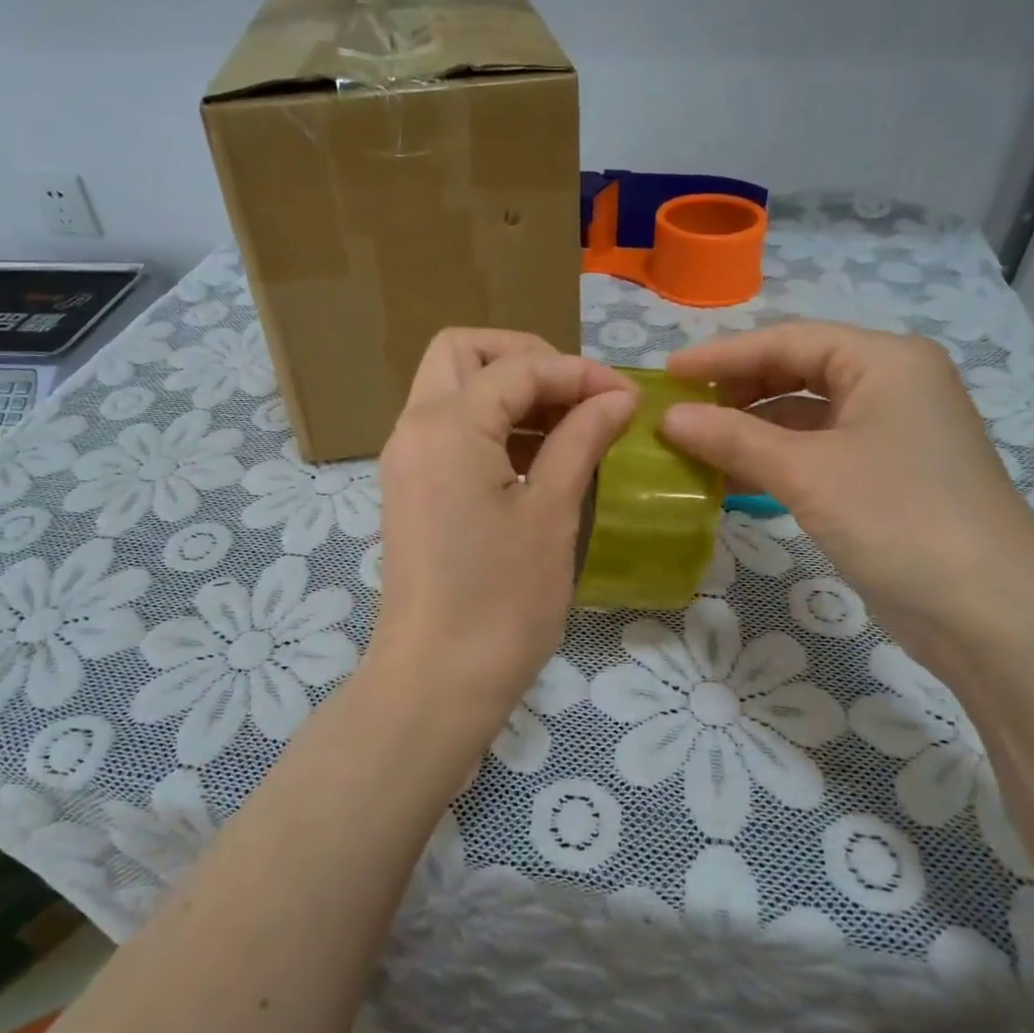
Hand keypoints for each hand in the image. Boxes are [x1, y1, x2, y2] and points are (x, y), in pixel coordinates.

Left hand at [368, 329, 635, 735]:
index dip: (578, 373)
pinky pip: (449, 430)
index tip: (627, 399)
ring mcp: (406, 459)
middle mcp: (414, 428)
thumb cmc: (502, 599)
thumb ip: (581, 439)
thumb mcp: (552, 512)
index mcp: (445, 425)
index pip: (518, 368)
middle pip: (463, 353)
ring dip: (509, 393)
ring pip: (452, 389)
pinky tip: (539, 459)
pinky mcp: (411, 490)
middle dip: (525, 360)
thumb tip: (616, 397)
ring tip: (569, 428)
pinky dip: (491, 426)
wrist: (437, 680)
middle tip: (576, 396)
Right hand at [661, 322, 1033, 658]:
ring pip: (806, 417)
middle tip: (681, 411)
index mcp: (886, 362)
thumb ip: (733, 439)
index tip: (667, 373)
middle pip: (798, 372)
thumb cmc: (898, 518)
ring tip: (694, 446)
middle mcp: (894, 386)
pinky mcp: (888, 478)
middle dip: (737, 391)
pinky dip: (775, 462)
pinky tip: (732, 480)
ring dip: (751, 431)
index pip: (789, 340)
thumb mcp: (806, 473)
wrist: (989, 614)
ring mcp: (893, 434)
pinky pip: (818, 454)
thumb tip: (669, 418)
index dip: (722, 355)